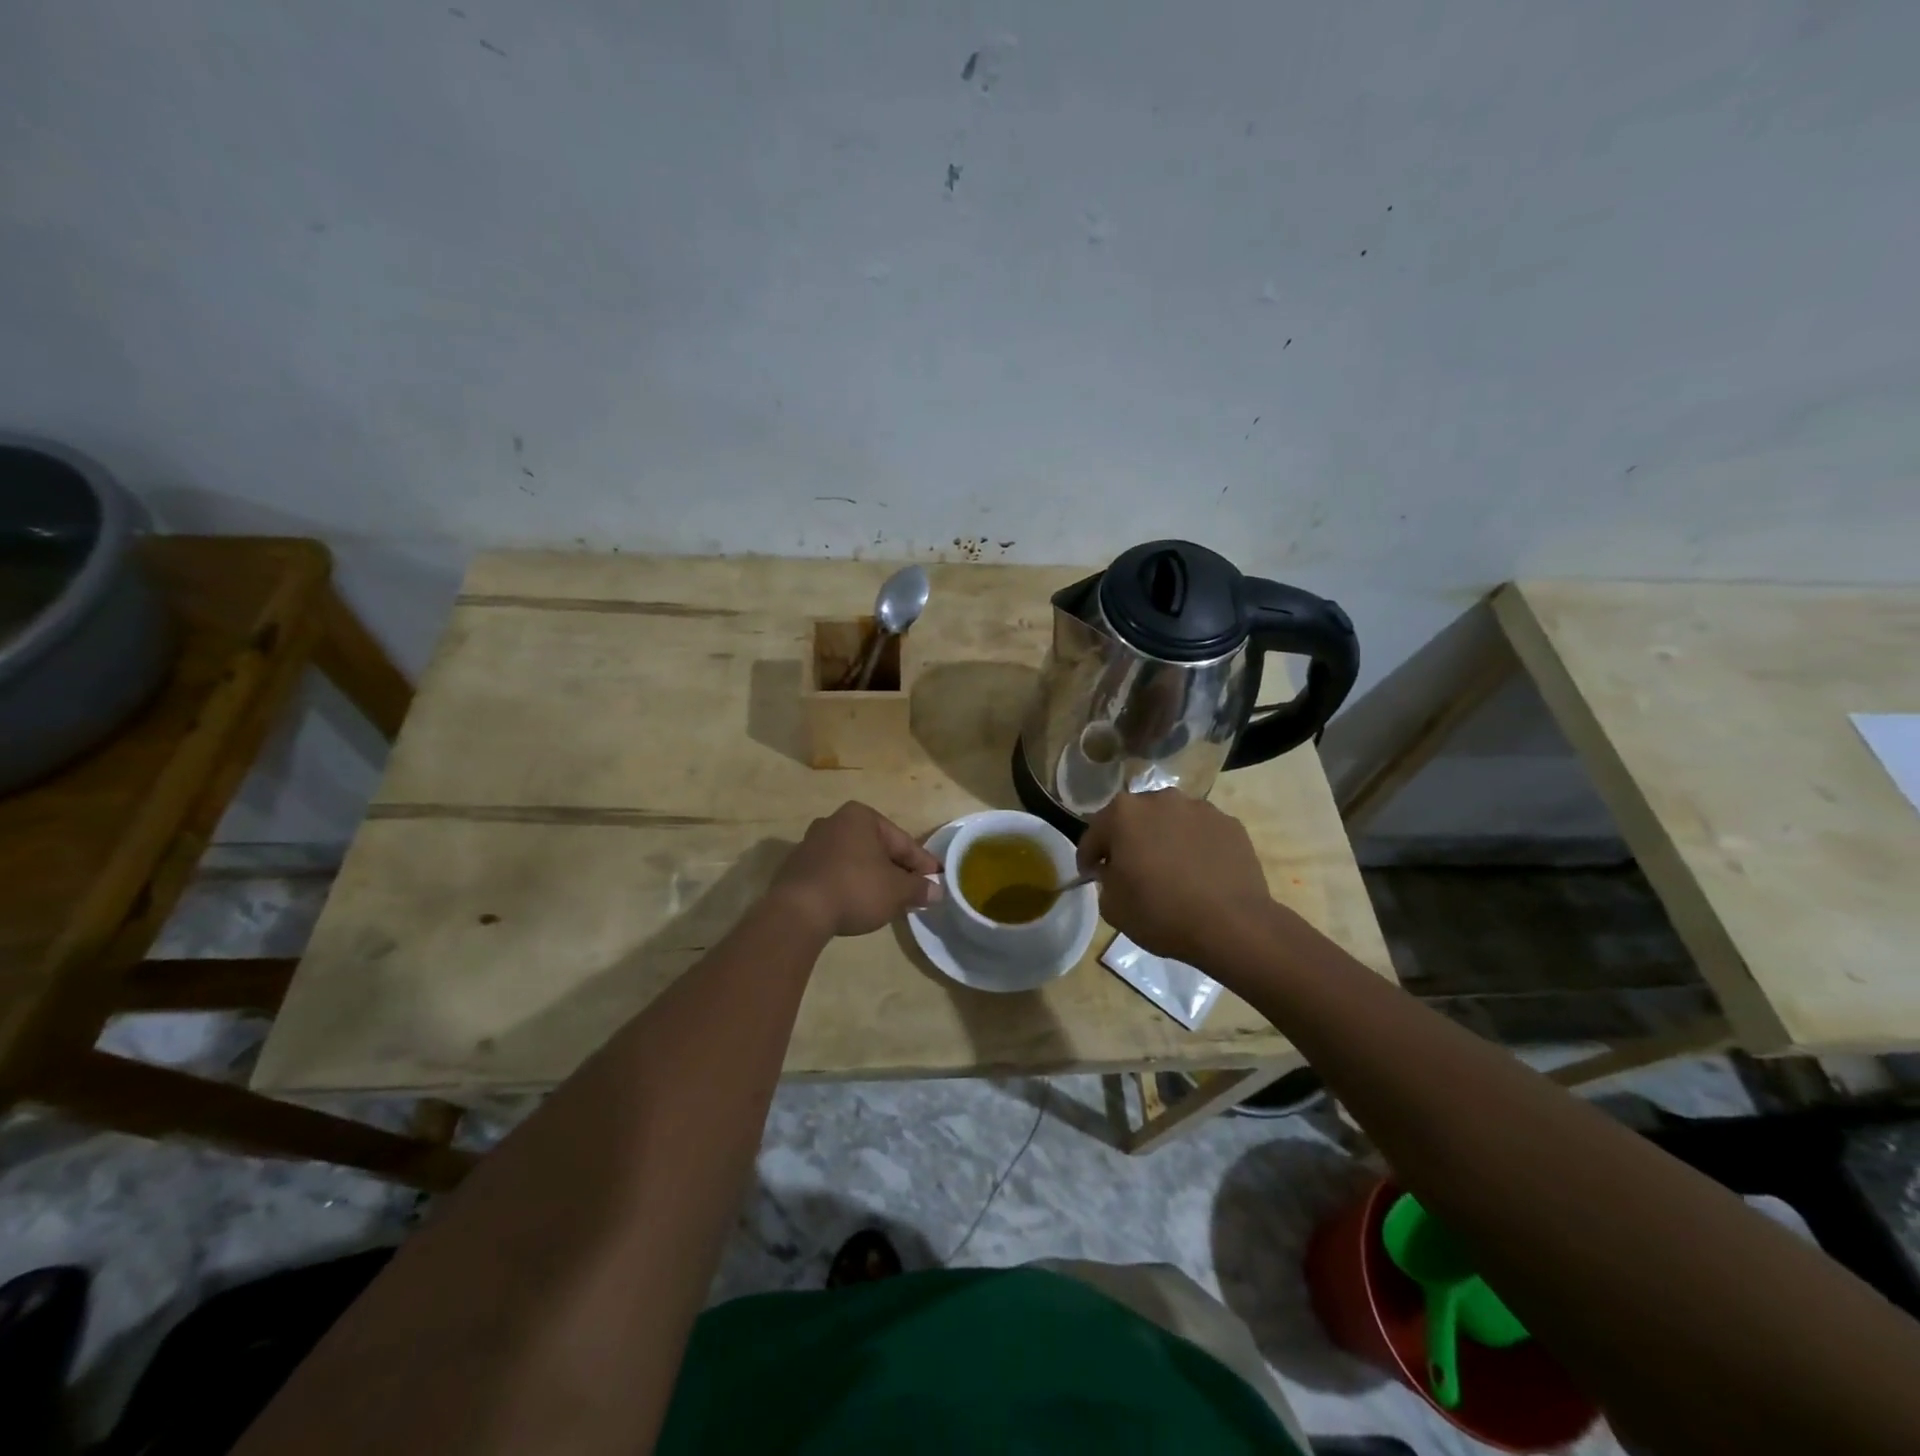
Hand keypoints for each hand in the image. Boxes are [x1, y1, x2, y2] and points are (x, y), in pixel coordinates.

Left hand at [769, 802, 941, 937]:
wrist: (798, 911)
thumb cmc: (856, 888)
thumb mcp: (897, 891)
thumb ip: (919, 888)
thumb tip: (937, 891)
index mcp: (860, 816)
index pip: (902, 841)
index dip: (922, 863)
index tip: (937, 880)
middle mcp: (834, 821)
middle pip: (877, 848)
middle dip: (896, 869)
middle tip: (915, 891)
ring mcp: (811, 843)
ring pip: (855, 860)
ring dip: (873, 877)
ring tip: (888, 900)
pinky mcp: (797, 867)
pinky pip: (834, 873)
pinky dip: (850, 884)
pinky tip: (858, 903)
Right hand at [1077, 789, 1274, 963]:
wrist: (1233, 925)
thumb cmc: (1162, 913)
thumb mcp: (1113, 907)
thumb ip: (1105, 880)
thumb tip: (1114, 870)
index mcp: (1123, 814)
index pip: (1094, 834)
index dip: (1089, 858)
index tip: (1091, 876)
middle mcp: (1159, 799)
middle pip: (1133, 819)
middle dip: (1128, 841)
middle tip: (1130, 870)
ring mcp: (1198, 808)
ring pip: (1169, 822)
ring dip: (1163, 839)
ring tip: (1170, 870)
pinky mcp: (1229, 823)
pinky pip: (1200, 833)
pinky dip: (1194, 846)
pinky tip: (1199, 873)